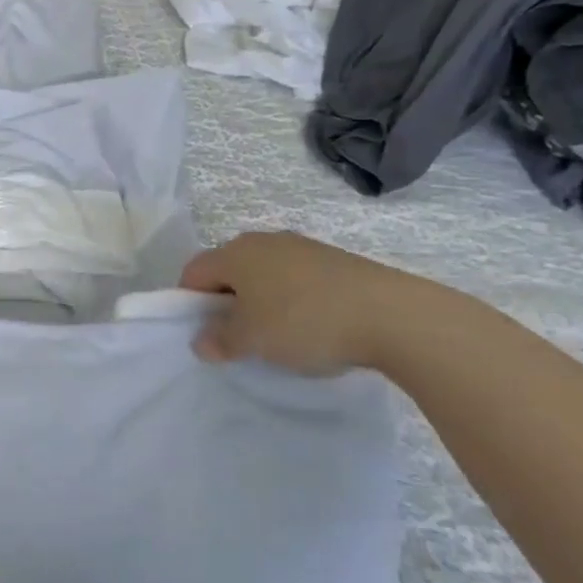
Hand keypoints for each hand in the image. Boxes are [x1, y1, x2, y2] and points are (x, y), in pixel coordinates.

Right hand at [179, 230, 423, 374]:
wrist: (393, 316)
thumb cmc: (304, 322)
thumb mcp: (252, 340)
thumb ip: (219, 340)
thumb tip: (201, 342)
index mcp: (235, 252)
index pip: (194, 272)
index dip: (189, 303)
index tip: (205, 335)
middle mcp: (263, 241)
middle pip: (229, 271)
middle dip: (226, 303)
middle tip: (239, 338)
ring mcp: (303, 247)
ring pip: (264, 275)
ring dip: (261, 303)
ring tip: (279, 336)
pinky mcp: (335, 261)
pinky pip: (297, 280)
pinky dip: (294, 301)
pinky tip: (313, 328)